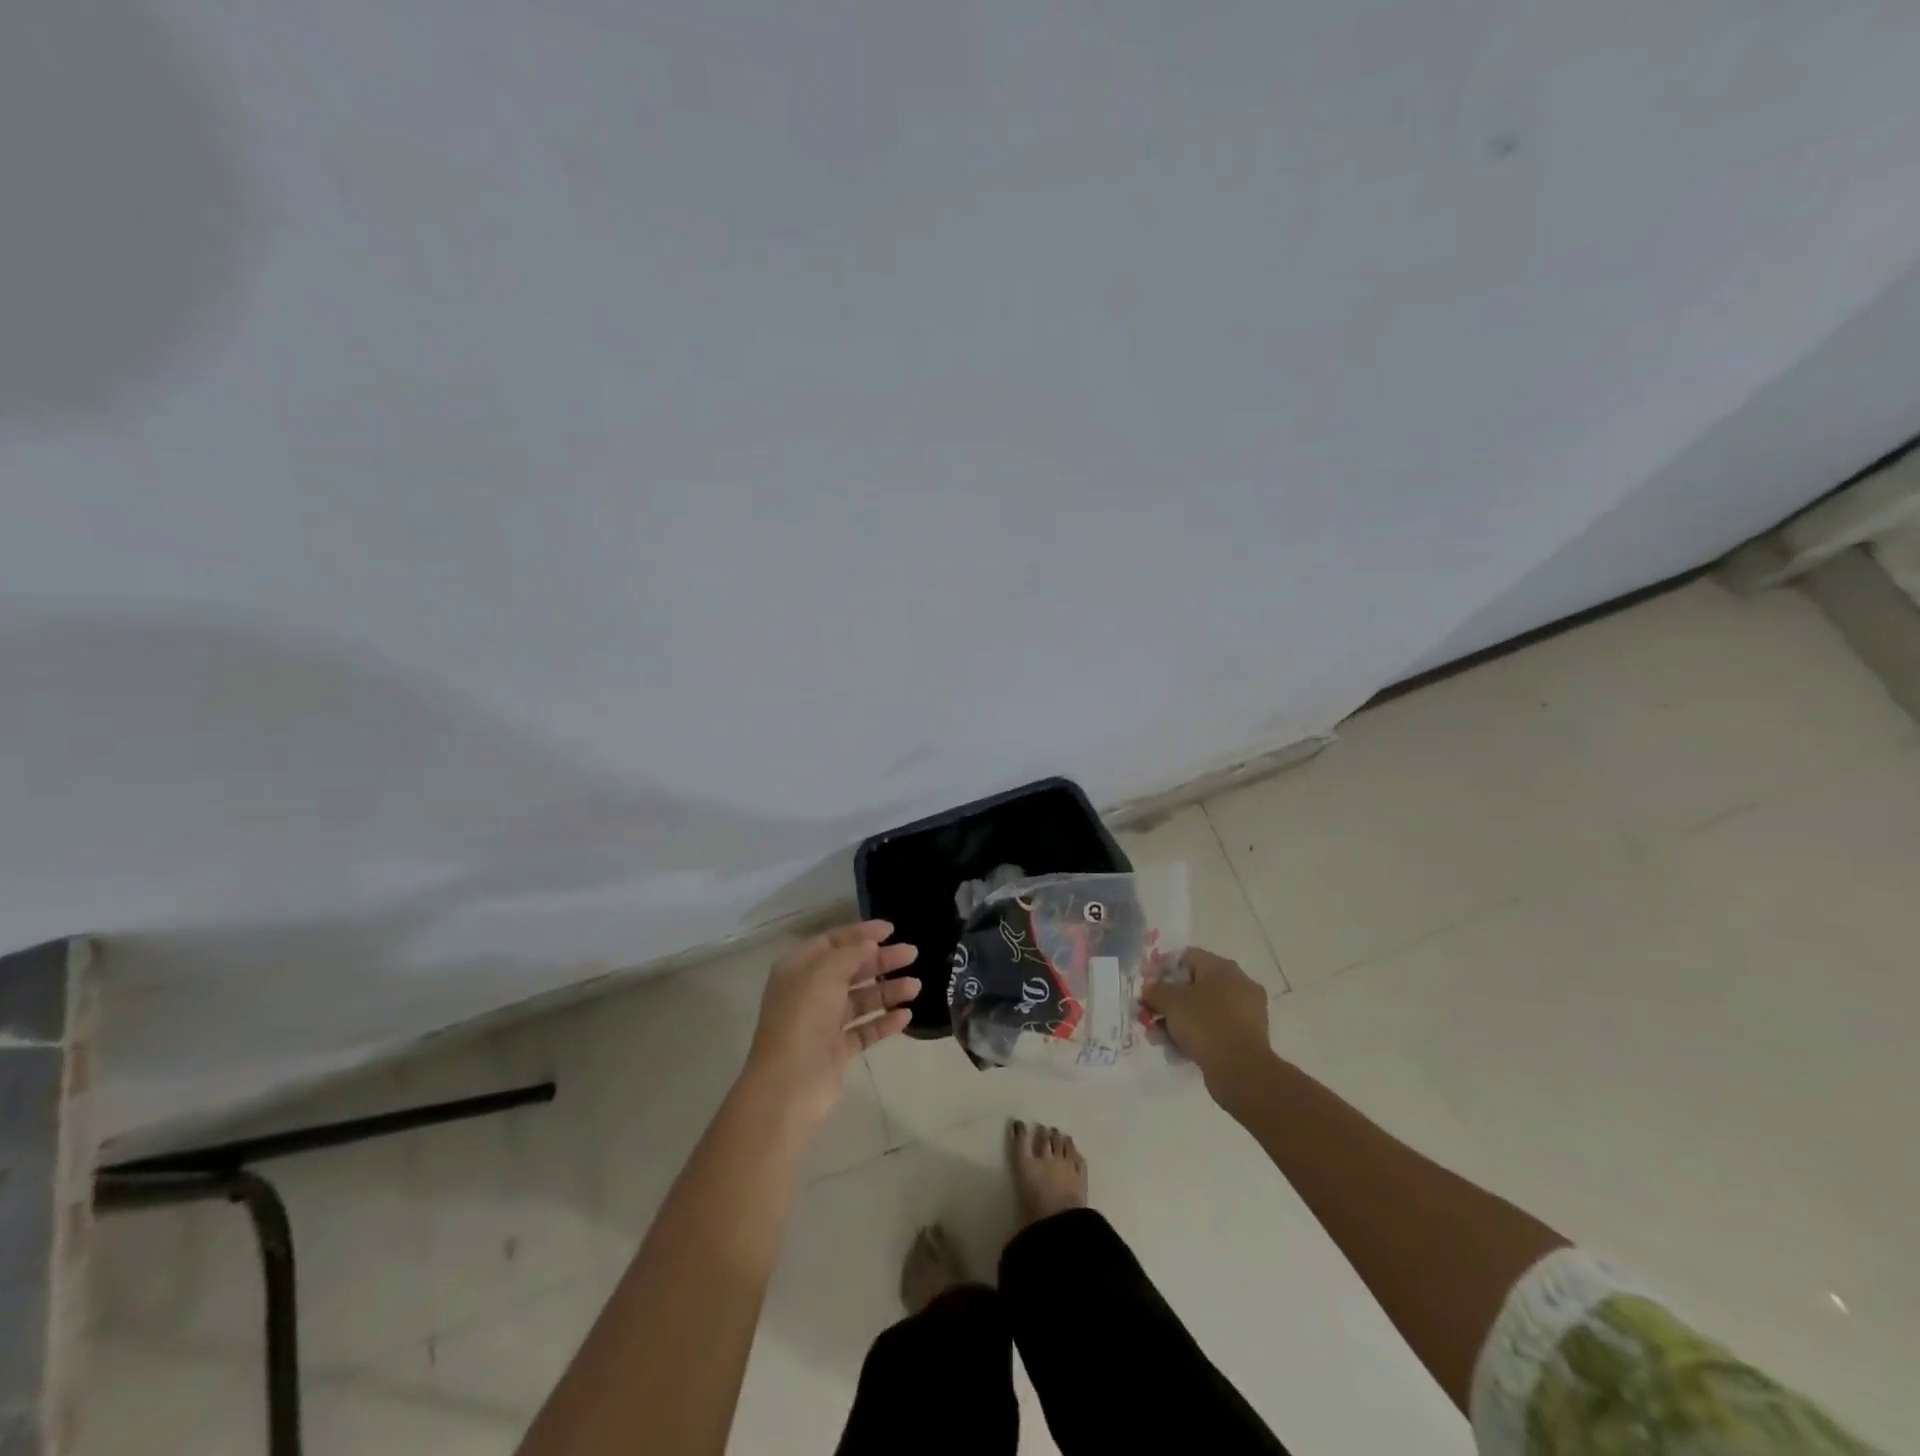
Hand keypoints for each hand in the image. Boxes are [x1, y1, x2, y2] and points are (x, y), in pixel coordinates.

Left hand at [743, 922, 919, 1125]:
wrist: (789, 1083)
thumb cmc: (804, 1017)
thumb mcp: (825, 972)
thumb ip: (850, 953)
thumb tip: (869, 944)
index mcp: (799, 968)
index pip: (833, 941)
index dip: (861, 933)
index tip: (891, 930)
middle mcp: (810, 992)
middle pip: (851, 969)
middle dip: (881, 961)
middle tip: (912, 954)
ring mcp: (823, 1023)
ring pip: (861, 999)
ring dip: (888, 990)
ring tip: (916, 987)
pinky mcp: (837, 1050)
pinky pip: (865, 1029)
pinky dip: (884, 1021)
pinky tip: (906, 1016)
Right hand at [1141, 947, 1270, 1098]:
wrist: (1240, 1070)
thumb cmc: (1204, 1024)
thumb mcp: (1170, 1001)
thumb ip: (1155, 989)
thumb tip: (1149, 986)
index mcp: (1223, 967)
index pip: (1186, 957)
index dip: (1162, 969)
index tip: (1147, 986)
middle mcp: (1239, 983)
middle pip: (1195, 985)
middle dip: (1170, 1000)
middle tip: (1151, 1014)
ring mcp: (1247, 1011)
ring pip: (1204, 1009)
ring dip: (1181, 1020)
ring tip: (1161, 1037)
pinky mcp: (1249, 1037)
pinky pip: (1216, 1028)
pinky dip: (1198, 1035)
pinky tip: (1179, 1049)